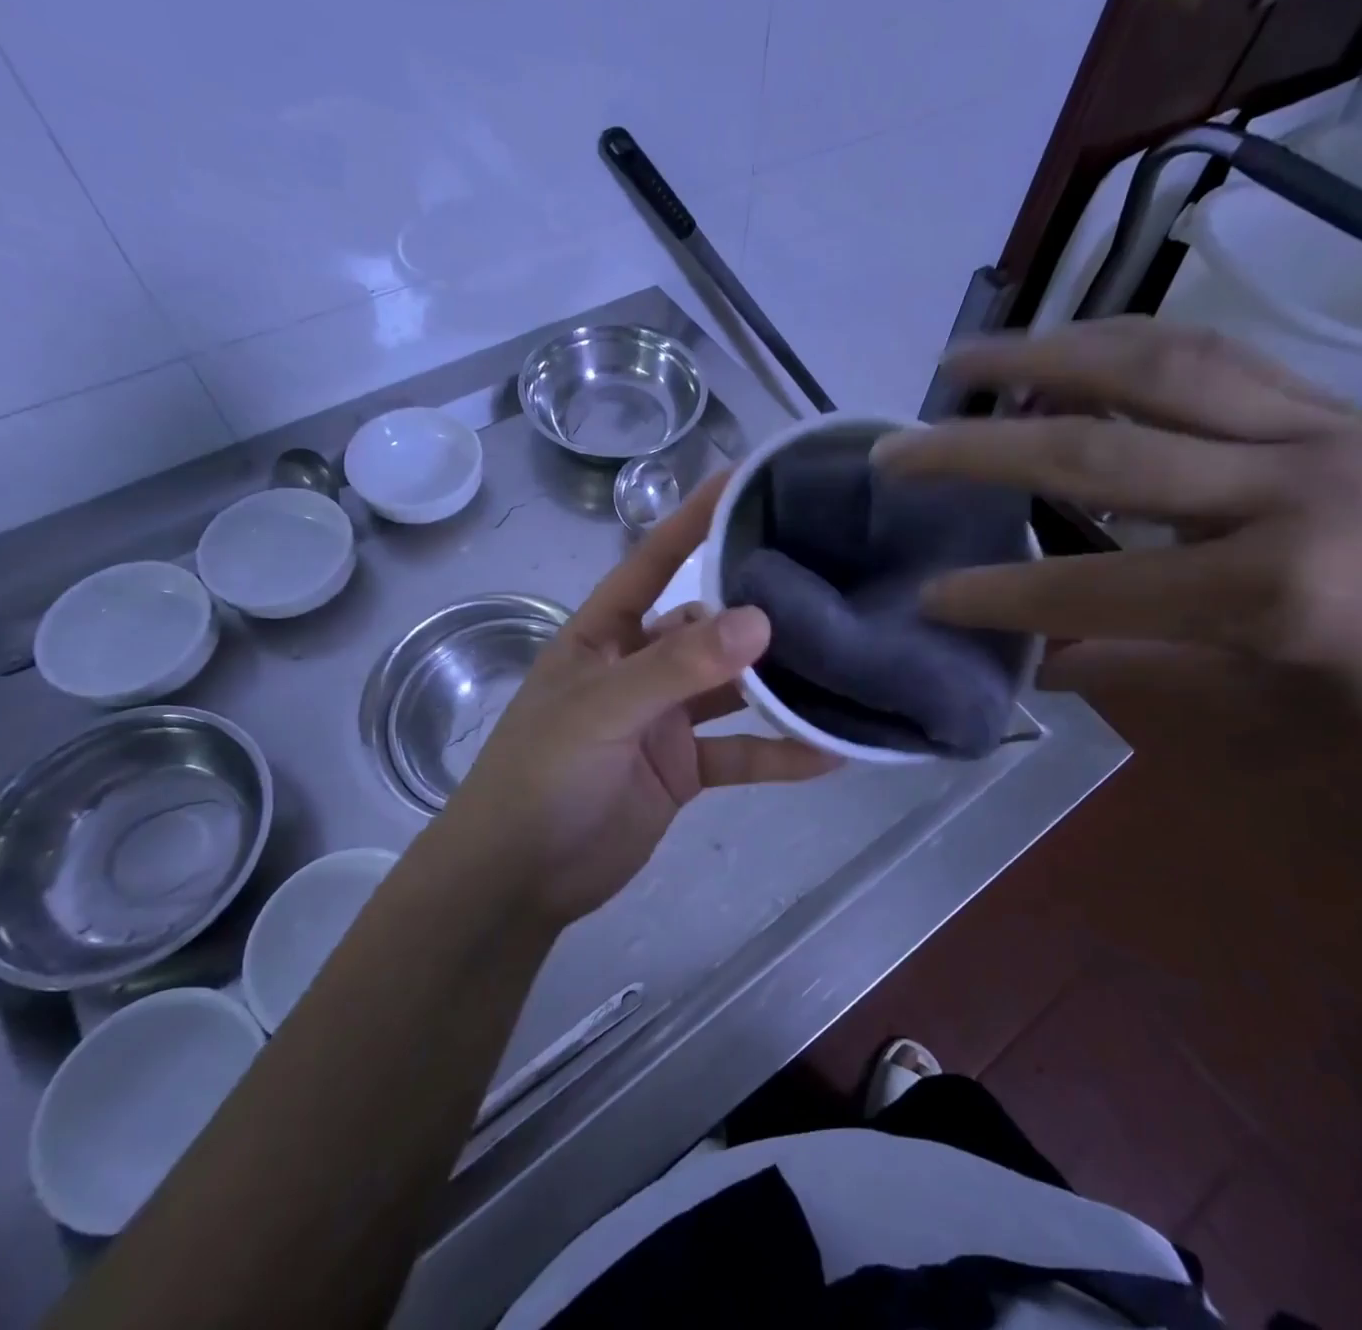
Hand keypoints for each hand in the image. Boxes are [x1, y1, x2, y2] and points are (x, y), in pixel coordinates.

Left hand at [440, 473, 836, 925]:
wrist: (519, 879)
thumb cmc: (541, 776)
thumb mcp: (602, 710)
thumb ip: (677, 667)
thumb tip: (758, 619)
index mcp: (604, 634)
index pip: (654, 561)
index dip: (695, 520)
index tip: (745, 482)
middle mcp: (639, 667)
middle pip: (707, 627)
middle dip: (758, 612)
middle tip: (827, 588)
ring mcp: (664, 719)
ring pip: (732, 690)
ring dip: (778, 686)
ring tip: (842, 666)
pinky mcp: (684, 769)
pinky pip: (740, 753)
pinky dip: (778, 753)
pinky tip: (828, 751)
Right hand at [873, 318, 1361, 783]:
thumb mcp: (1303, 720)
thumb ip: (1161, 676)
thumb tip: (1051, 668)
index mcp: (1283, 589)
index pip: (1096, 588)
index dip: (999, 597)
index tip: (923, 597)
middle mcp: (1288, 486)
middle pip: (1100, 444)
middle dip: (980, 446)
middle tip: (898, 445)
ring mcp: (1317, 427)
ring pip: (1156, 363)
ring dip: (1043, 354)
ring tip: (964, 359)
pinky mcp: (1338, 404)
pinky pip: (1211, 356)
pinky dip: (1120, 345)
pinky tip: (1068, 351)